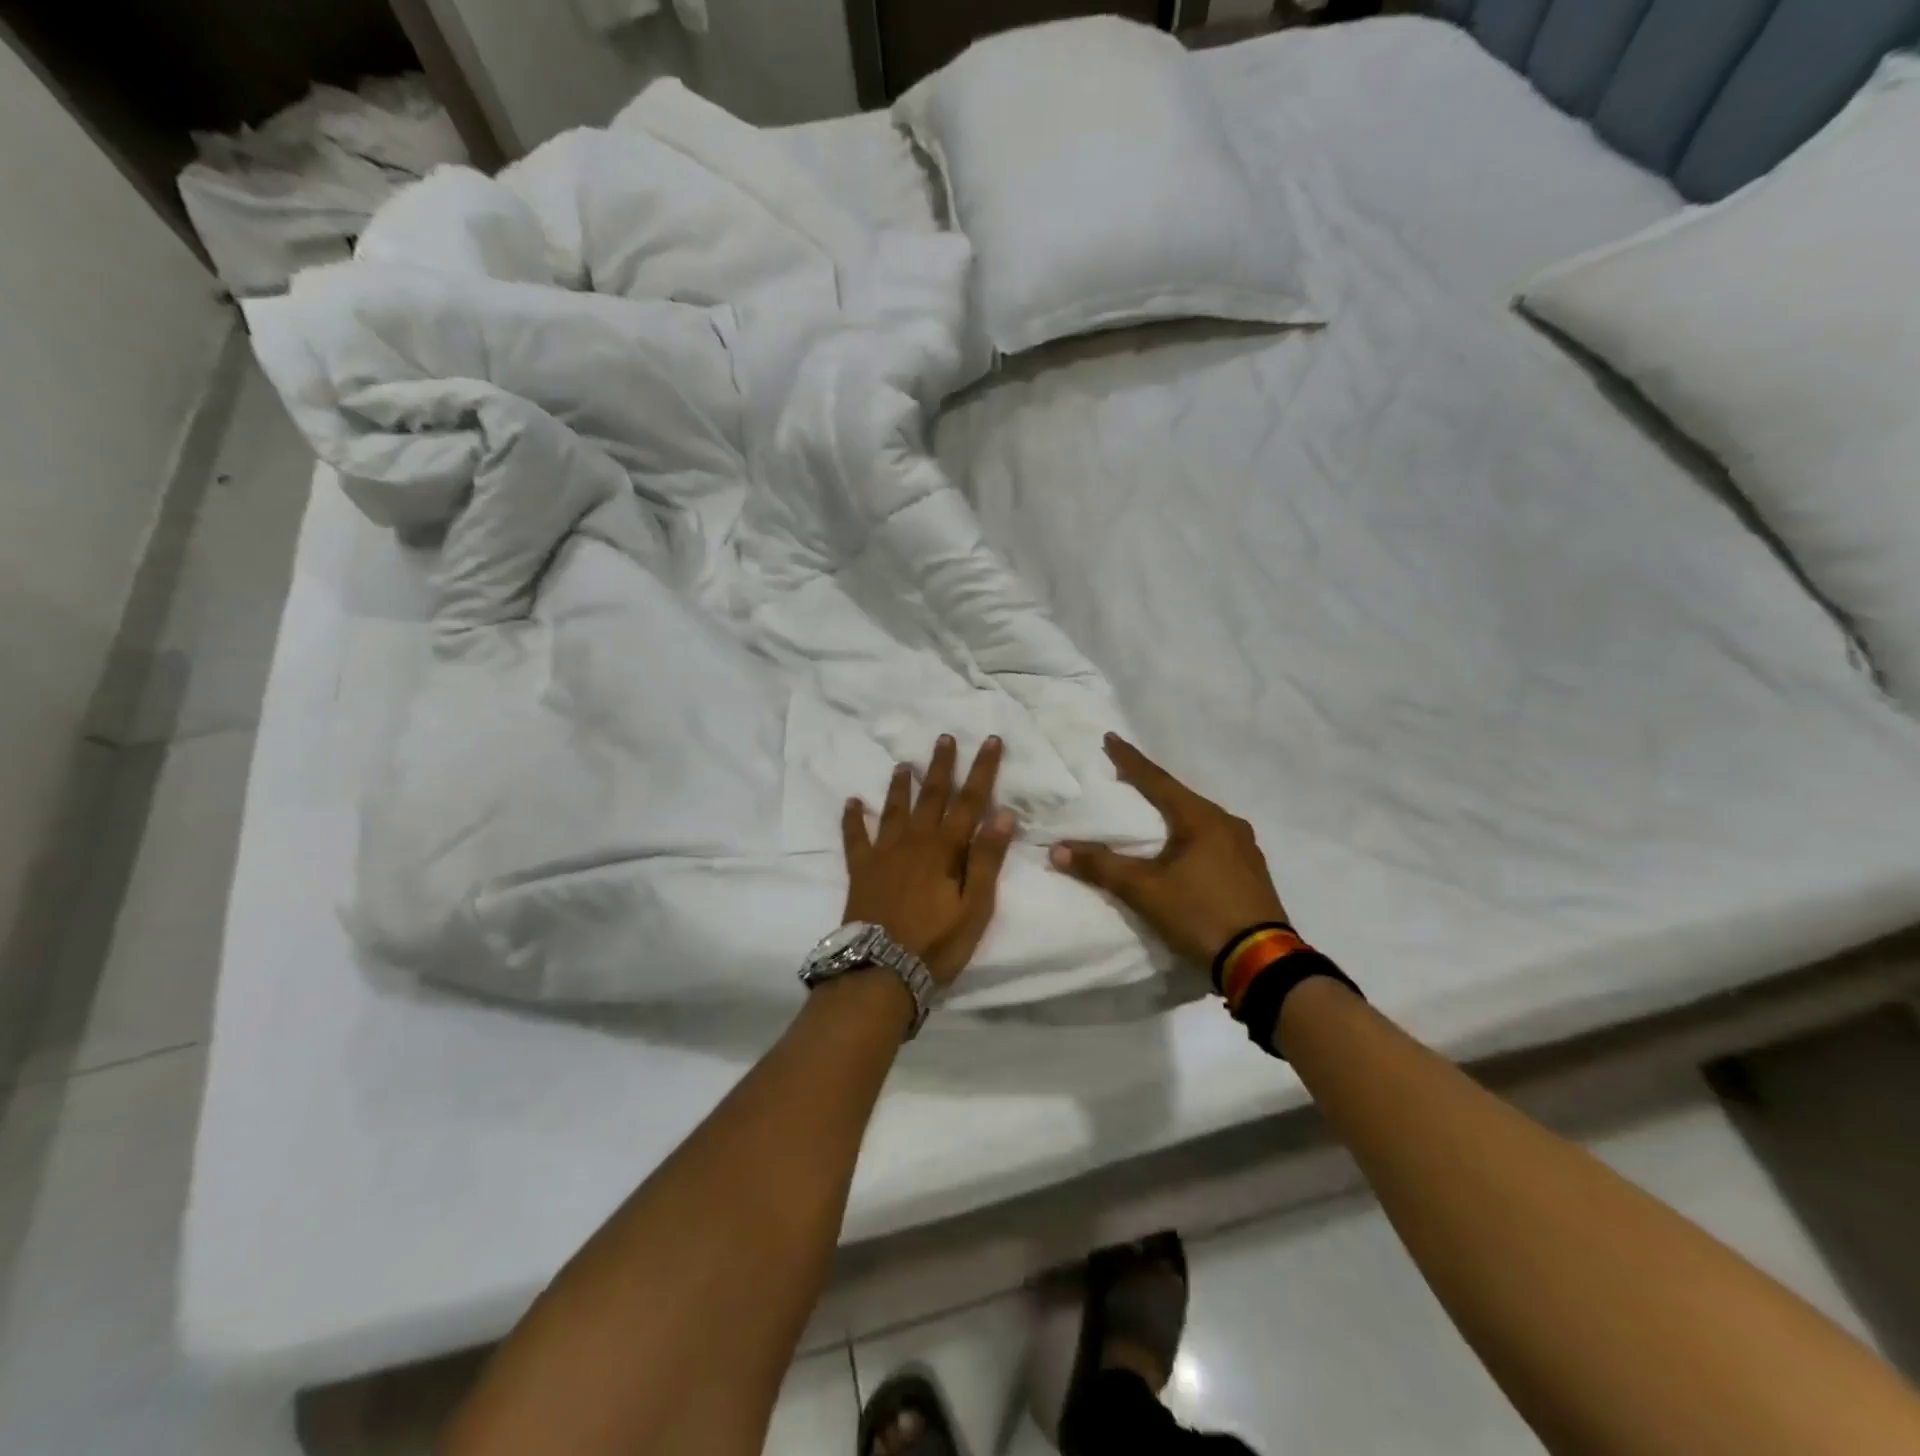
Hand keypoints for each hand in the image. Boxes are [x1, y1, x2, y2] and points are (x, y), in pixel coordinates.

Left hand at [842, 735, 1016, 986]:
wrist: (880, 969)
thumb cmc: (936, 942)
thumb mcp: (975, 907)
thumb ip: (987, 859)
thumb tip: (1003, 814)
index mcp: (945, 848)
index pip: (970, 801)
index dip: (983, 770)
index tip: (991, 741)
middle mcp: (914, 840)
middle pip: (931, 795)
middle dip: (941, 765)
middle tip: (945, 737)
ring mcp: (884, 853)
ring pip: (894, 809)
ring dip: (901, 785)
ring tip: (903, 764)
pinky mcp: (861, 869)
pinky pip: (855, 837)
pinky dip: (853, 818)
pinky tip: (852, 801)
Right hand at [1050, 734, 1289, 967]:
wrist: (1262, 963)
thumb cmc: (1200, 914)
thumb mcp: (1145, 891)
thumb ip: (1101, 867)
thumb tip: (1058, 850)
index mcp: (1202, 818)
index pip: (1157, 780)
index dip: (1130, 759)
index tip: (1110, 738)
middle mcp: (1227, 824)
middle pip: (1180, 797)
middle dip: (1151, 787)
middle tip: (1124, 779)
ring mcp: (1245, 848)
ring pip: (1198, 820)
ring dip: (1172, 814)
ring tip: (1150, 815)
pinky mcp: (1251, 872)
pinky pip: (1212, 841)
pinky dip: (1190, 837)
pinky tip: (1181, 850)